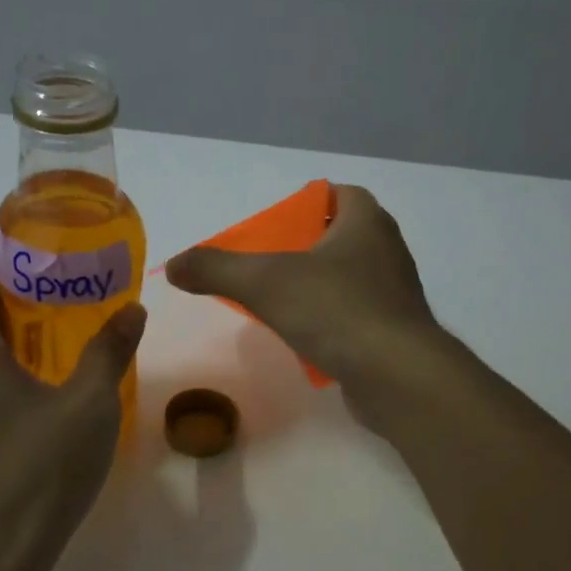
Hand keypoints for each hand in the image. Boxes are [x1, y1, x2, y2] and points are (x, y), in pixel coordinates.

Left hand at [0, 255, 145, 570]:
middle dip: (11, 292)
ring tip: (61, 328)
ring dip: (8, 331)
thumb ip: (109, 350)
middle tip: (64, 286)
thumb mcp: (88, 404)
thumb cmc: (38, 471)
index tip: (42, 251)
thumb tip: (133, 309)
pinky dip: (3, 365)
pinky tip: (46, 384)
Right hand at [165, 185, 440, 396]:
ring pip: (348, 278)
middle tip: (267, 265)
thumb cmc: (335, 311)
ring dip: (317, 286)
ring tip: (279, 303)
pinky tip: (305, 339)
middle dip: (305, 247)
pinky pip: (356, 316)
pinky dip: (331, 321)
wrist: (397, 376)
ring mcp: (395, 294)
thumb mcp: (263, 283)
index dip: (306, 204)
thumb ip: (215, 269)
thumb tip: (173, 265)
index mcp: (366, 222)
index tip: (275, 226)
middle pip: (340, 236)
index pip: (338, 194)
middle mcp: (387, 251)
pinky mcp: (395, 332)